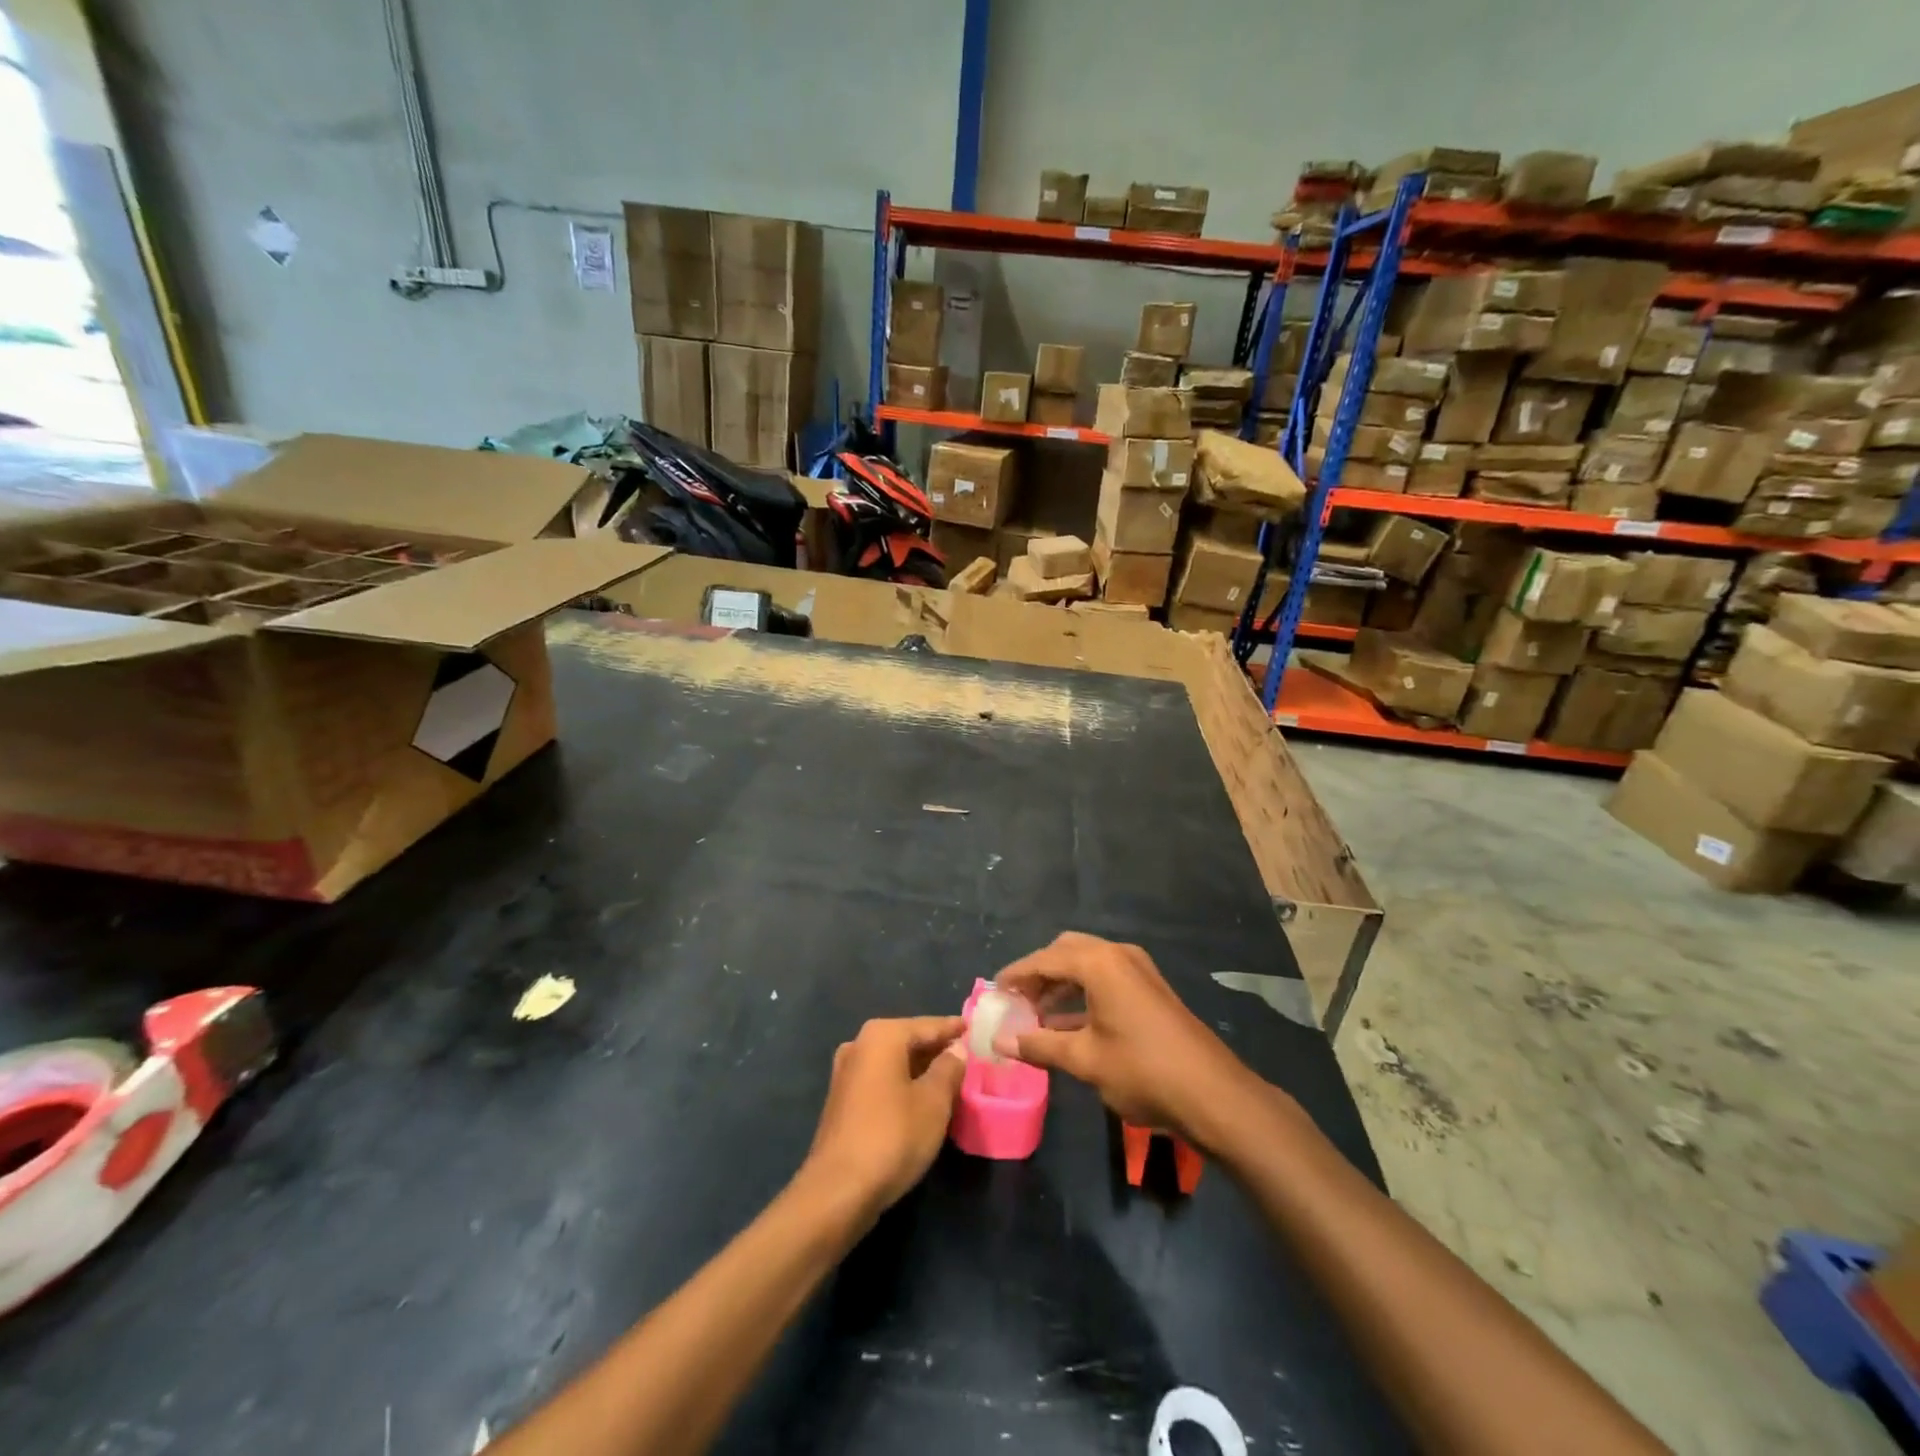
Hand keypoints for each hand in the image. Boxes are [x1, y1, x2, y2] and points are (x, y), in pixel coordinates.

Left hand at [800, 1016, 966, 1221]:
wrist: (838, 1190)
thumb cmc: (893, 1136)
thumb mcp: (934, 1101)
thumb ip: (949, 1068)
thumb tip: (956, 1048)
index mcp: (882, 1036)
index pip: (927, 1025)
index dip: (952, 1028)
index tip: (973, 1028)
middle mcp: (859, 1045)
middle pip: (907, 1041)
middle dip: (936, 1049)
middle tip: (966, 1056)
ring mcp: (846, 1073)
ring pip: (893, 1063)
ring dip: (920, 1070)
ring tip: (949, 1079)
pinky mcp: (842, 1101)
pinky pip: (881, 1081)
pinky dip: (902, 1085)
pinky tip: (921, 1100)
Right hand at [995, 933, 1260, 1148]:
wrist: (1213, 1094)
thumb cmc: (1142, 1070)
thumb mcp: (1085, 1060)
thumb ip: (1039, 1046)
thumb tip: (1001, 1041)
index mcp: (1099, 963)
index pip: (1044, 959)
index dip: (1016, 975)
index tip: (994, 992)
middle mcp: (1118, 956)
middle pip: (1066, 952)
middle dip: (1039, 974)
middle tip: (1017, 1000)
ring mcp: (1138, 971)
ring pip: (1087, 965)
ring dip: (1060, 985)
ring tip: (1035, 1016)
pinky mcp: (1150, 990)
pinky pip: (1105, 980)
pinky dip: (1082, 995)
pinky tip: (1066, 1026)